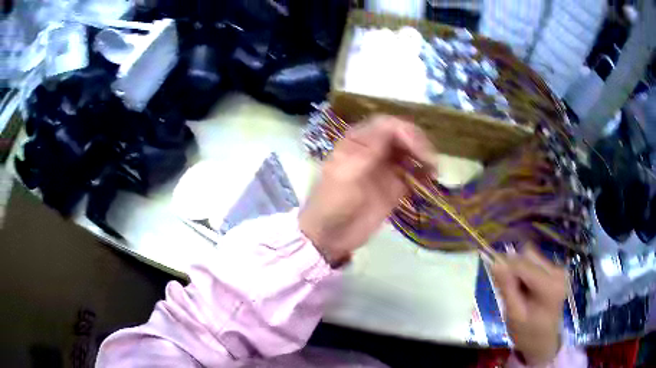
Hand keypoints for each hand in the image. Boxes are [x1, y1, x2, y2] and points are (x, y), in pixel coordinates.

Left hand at [299, 115, 434, 265]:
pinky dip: (424, 175)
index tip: (419, 150)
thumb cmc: (332, 203)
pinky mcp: (394, 186)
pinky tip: (430, 182)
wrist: (331, 236)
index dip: (406, 132)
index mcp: (358, 141)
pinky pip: (413, 174)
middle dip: (419, 144)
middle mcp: (374, 150)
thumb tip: (392, 127)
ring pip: (410, 153)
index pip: (387, 125)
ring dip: (424, 158)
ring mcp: (385, 168)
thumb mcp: (346, 174)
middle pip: (402, 136)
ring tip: (434, 172)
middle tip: (431, 161)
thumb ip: (368, 149)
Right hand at [491, 246, 567, 365]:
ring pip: (532, 256)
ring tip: (517, 290)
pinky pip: (536, 262)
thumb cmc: (527, 333)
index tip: (492, 273)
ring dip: (520, 270)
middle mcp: (557, 272)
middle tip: (506, 287)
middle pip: (529, 255)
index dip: (505, 265)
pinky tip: (525, 288)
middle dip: (514, 267)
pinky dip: (526, 272)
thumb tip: (495, 264)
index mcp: (549, 286)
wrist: (543, 342)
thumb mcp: (514, 315)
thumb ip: (507, 288)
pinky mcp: (556, 270)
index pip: (523, 264)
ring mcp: (558, 270)